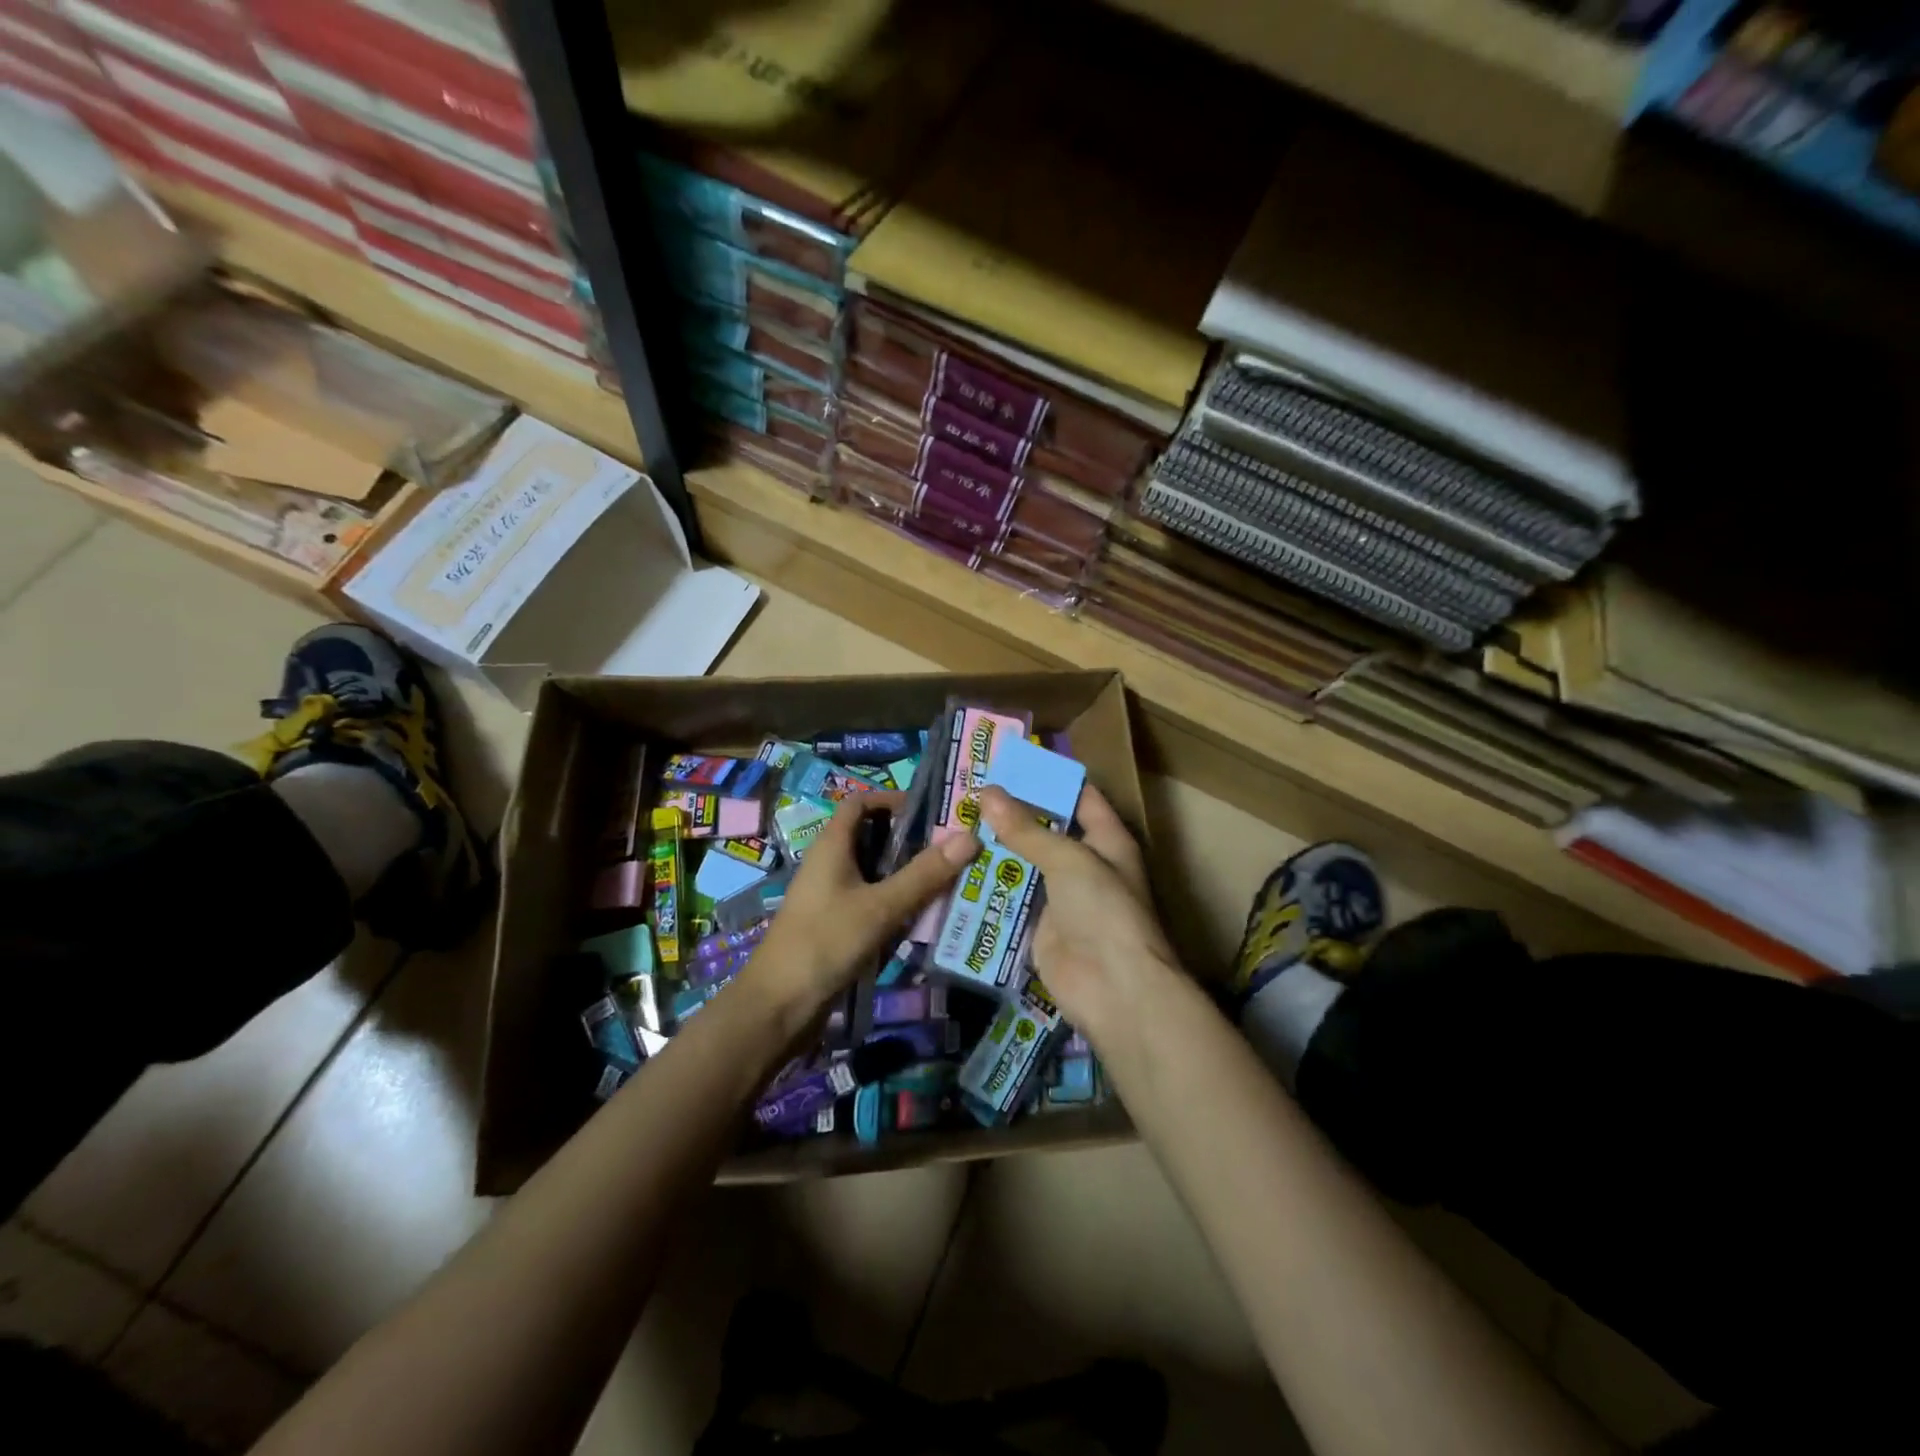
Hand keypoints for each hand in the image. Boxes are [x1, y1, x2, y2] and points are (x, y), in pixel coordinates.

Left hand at [748, 793, 978, 1012]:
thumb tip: (970, 837)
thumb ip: (924, 874)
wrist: (779, 1007)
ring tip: (952, 880)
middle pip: (873, 837)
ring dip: (908, 875)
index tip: (932, 812)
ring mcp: (833, 897)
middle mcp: (830, 865)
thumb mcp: (880, 907)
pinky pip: (873, 903)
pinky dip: (898, 903)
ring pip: (876, 873)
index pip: (860, 803)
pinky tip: (926, 917)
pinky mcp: (837, 925)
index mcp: (832, 846)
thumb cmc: (825, 942)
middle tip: (954, 848)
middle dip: (911, 841)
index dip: (892, 800)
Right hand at [979, 783, 1178, 1044]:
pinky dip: (989, 886)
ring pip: (1024, 864)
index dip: (1048, 778)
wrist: (1114, 988)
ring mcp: (1061, 897)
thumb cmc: (1103, 910)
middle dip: (1011, 813)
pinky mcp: (1039, 926)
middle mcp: (1084, 864)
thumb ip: (1026, 829)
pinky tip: (957, 868)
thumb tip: (988, 792)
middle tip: (968, 790)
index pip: (1079, 796)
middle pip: (1045, 830)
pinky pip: (1011, 899)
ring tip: (954, 822)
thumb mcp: (1068, 860)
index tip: (1009, 761)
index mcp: (1106, 839)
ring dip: (995, 848)